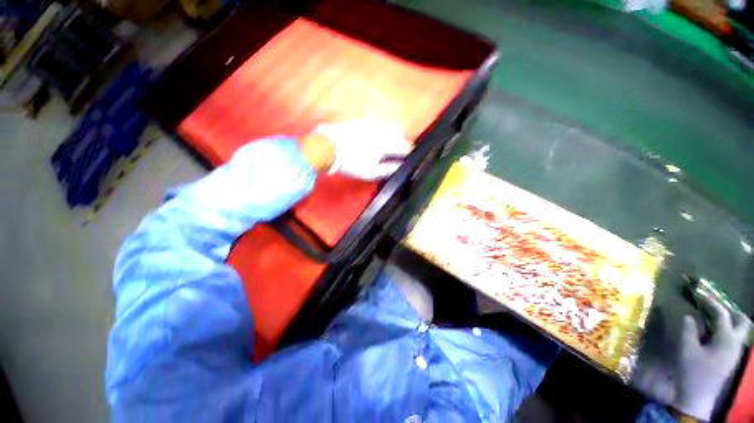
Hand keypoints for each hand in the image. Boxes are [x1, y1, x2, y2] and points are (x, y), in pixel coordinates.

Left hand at [313, 119, 410, 180]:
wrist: (330, 146)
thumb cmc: (352, 162)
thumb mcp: (371, 172)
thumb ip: (388, 169)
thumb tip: (401, 167)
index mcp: (386, 144)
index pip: (404, 147)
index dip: (409, 153)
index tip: (409, 158)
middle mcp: (383, 131)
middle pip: (401, 134)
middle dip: (404, 143)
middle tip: (402, 152)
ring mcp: (373, 124)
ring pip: (391, 127)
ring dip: (396, 135)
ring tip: (394, 144)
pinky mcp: (365, 121)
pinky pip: (381, 124)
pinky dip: (386, 130)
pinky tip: (381, 136)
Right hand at [675, 294, 750, 419]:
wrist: (698, 396)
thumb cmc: (692, 371)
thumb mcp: (687, 349)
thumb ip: (690, 330)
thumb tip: (691, 316)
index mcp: (726, 339)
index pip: (723, 314)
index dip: (711, 302)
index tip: (700, 294)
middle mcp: (735, 343)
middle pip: (742, 321)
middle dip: (731, 310)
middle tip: (715, 305)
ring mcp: (734, 352)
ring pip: (739, 330)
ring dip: (728, 320)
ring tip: (712, 316)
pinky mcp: (730, 357)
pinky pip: (733, 338)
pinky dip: (725, 330)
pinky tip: (712, 332)